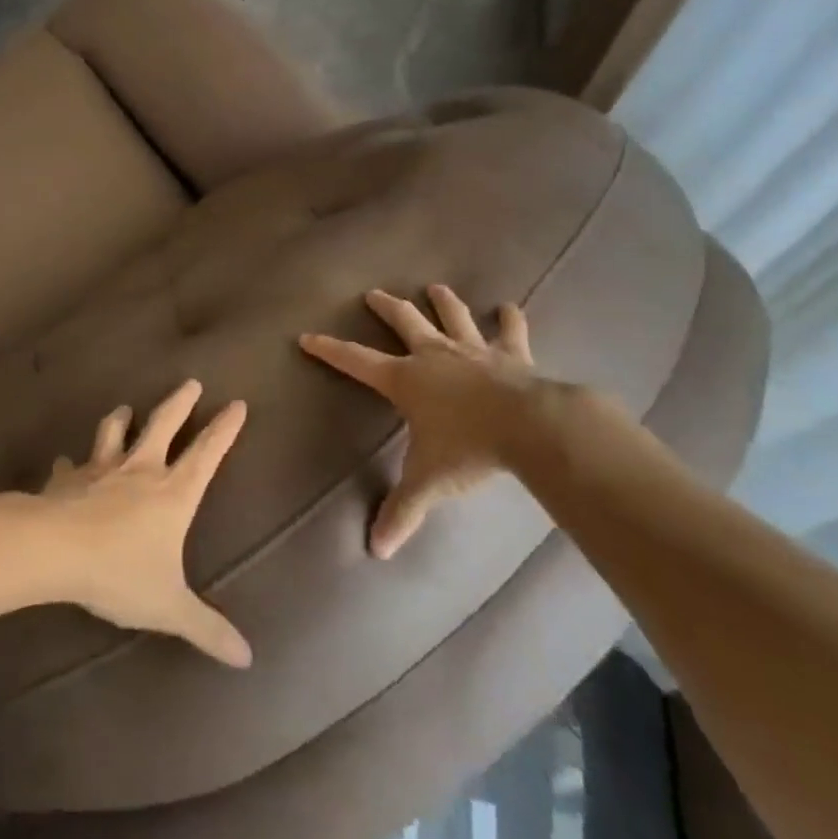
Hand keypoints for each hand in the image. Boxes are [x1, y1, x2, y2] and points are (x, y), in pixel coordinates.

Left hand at [42, 379, 252, 667]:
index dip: (224, 430)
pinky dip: (69, 464)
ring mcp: (100, 470)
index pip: (207, 454)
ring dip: (120, 418)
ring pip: (113, 432)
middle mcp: (140, 471)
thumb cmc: (120, 572)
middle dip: (180, 403)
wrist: (55, 550)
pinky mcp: (67, 480)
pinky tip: (64, 464)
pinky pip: (69, 467)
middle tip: (192, 382)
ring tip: (124, 408)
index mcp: (172, 494)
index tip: (237, 404)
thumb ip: (206, 628)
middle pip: (163, 425)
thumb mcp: (168, 606)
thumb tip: (247, 658)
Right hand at [301, 285, 544, 559]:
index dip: (329, 350)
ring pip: (453, 317)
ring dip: (443, 302)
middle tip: (373, 294)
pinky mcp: (511, 355)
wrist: (530, 427)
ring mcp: (473, 350)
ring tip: (436, 287)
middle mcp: (433, 355)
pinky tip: (511, 307)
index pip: (355, 361)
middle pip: (404, 322)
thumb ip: (402, 511)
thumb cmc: (469, 449)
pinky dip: (510, 319)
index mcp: (405, 379)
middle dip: (386, 307)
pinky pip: (511, 332)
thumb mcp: (428, 481)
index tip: (307, 336)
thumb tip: (376, 551)